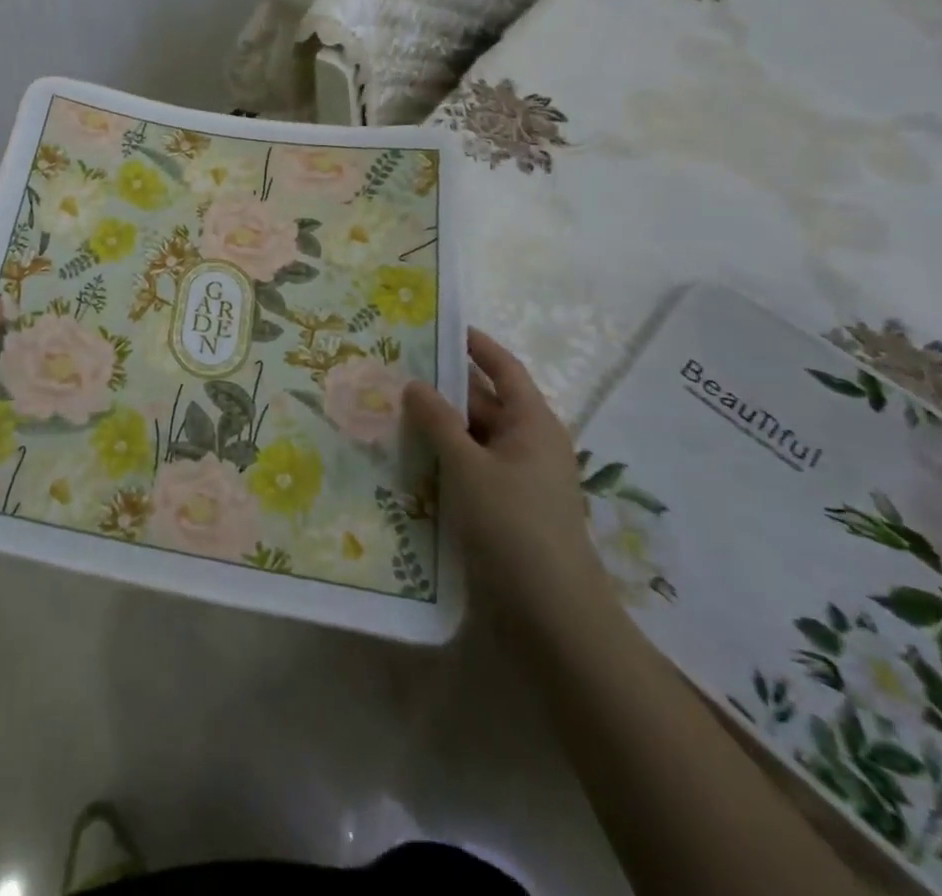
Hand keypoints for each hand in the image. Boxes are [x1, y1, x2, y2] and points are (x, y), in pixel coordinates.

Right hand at [406, 328, 614, 642]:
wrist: (552, 614)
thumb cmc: (513, 526)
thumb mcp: (468, 467)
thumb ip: (438, 422)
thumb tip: (415, 384)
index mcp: (533, 423)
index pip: (504, 369)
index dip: (475, 345)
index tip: (440, 327)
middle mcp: (529, 443)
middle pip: (484, 401)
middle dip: (443, 387)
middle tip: (395, 370)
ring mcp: (518, 477)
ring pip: (473, 437)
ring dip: (438, 425)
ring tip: (390, 408)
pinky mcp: (505, 507)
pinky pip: (470, 467)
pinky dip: (443, 457)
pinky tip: (407, 457)